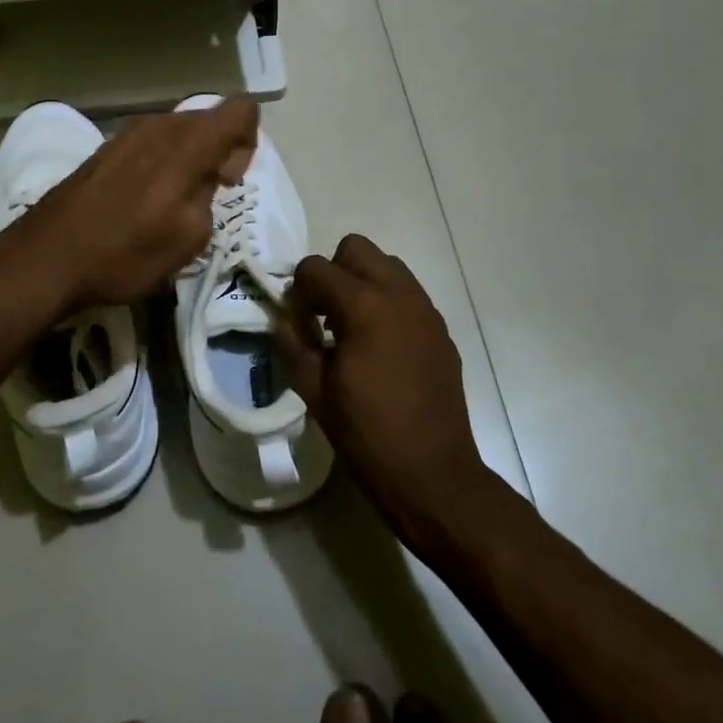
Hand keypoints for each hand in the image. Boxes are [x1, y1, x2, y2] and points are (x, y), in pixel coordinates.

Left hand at [11, 98, 258, 309]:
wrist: (46, 257)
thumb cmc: (124, 253)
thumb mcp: (189, 238)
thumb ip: (211, 195)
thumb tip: (209, 176)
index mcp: (186, 143)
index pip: (240, 110)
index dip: (248, 140)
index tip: (229, 178)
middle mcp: (159, 125)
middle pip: (209, 119)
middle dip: (219, 151)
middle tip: (206, 197)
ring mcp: (128, 132)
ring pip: (179, 131)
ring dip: (189, 159)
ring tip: (173, 203)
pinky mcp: (107, 147)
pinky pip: (153, 142)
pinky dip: (162, 163)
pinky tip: (144, 201)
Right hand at [274, 235, 497, 548]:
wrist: (433, 474)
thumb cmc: (366, 433)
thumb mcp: (313, 389)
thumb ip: (292, 342)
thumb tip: (282, 317)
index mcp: (363, 305)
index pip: (316, 267)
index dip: (299, 290)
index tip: (298, 322)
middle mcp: (398, 294)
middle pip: (356, 248)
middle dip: (333, 273)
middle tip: (325, 314)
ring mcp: (425, 309)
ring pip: (387, 265)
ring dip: (363, 283)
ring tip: (353, 329)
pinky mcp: (440, 329)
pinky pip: (407, 294)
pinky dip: (387, 303)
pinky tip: (380, 347)